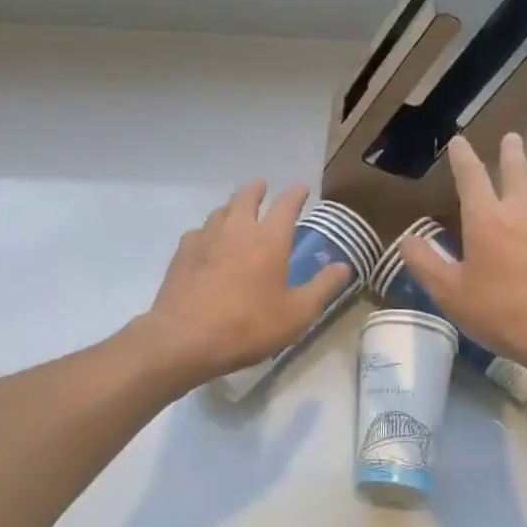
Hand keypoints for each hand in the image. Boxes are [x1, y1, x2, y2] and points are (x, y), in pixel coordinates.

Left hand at [137, 181, 352, 385]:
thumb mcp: (297, 314)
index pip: (286, 204)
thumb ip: (322, 287)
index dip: (296, 194)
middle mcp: (237, 228)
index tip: (301, 189)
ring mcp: (206, 237)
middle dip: (257, 189)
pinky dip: (209, 230)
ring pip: (221, 210)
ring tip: (237, 211)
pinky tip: (208, 243)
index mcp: (269, 239)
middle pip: (247, 196)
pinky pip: (199, 231)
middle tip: (263, 187)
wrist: (185, 338)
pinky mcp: (182, 252)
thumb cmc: (248, 326)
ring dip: (232, 206)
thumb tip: (343, 266)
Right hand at [400, 134, 526, 372]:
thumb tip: (407, 240)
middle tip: (510, 138)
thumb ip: (425, 264)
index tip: (459, 141)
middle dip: (510, 152)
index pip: (471, 176)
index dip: (463, 156)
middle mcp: (520, 211)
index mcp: (486, 219)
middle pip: (516, 170)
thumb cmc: (502, 313)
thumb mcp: (450, 294)